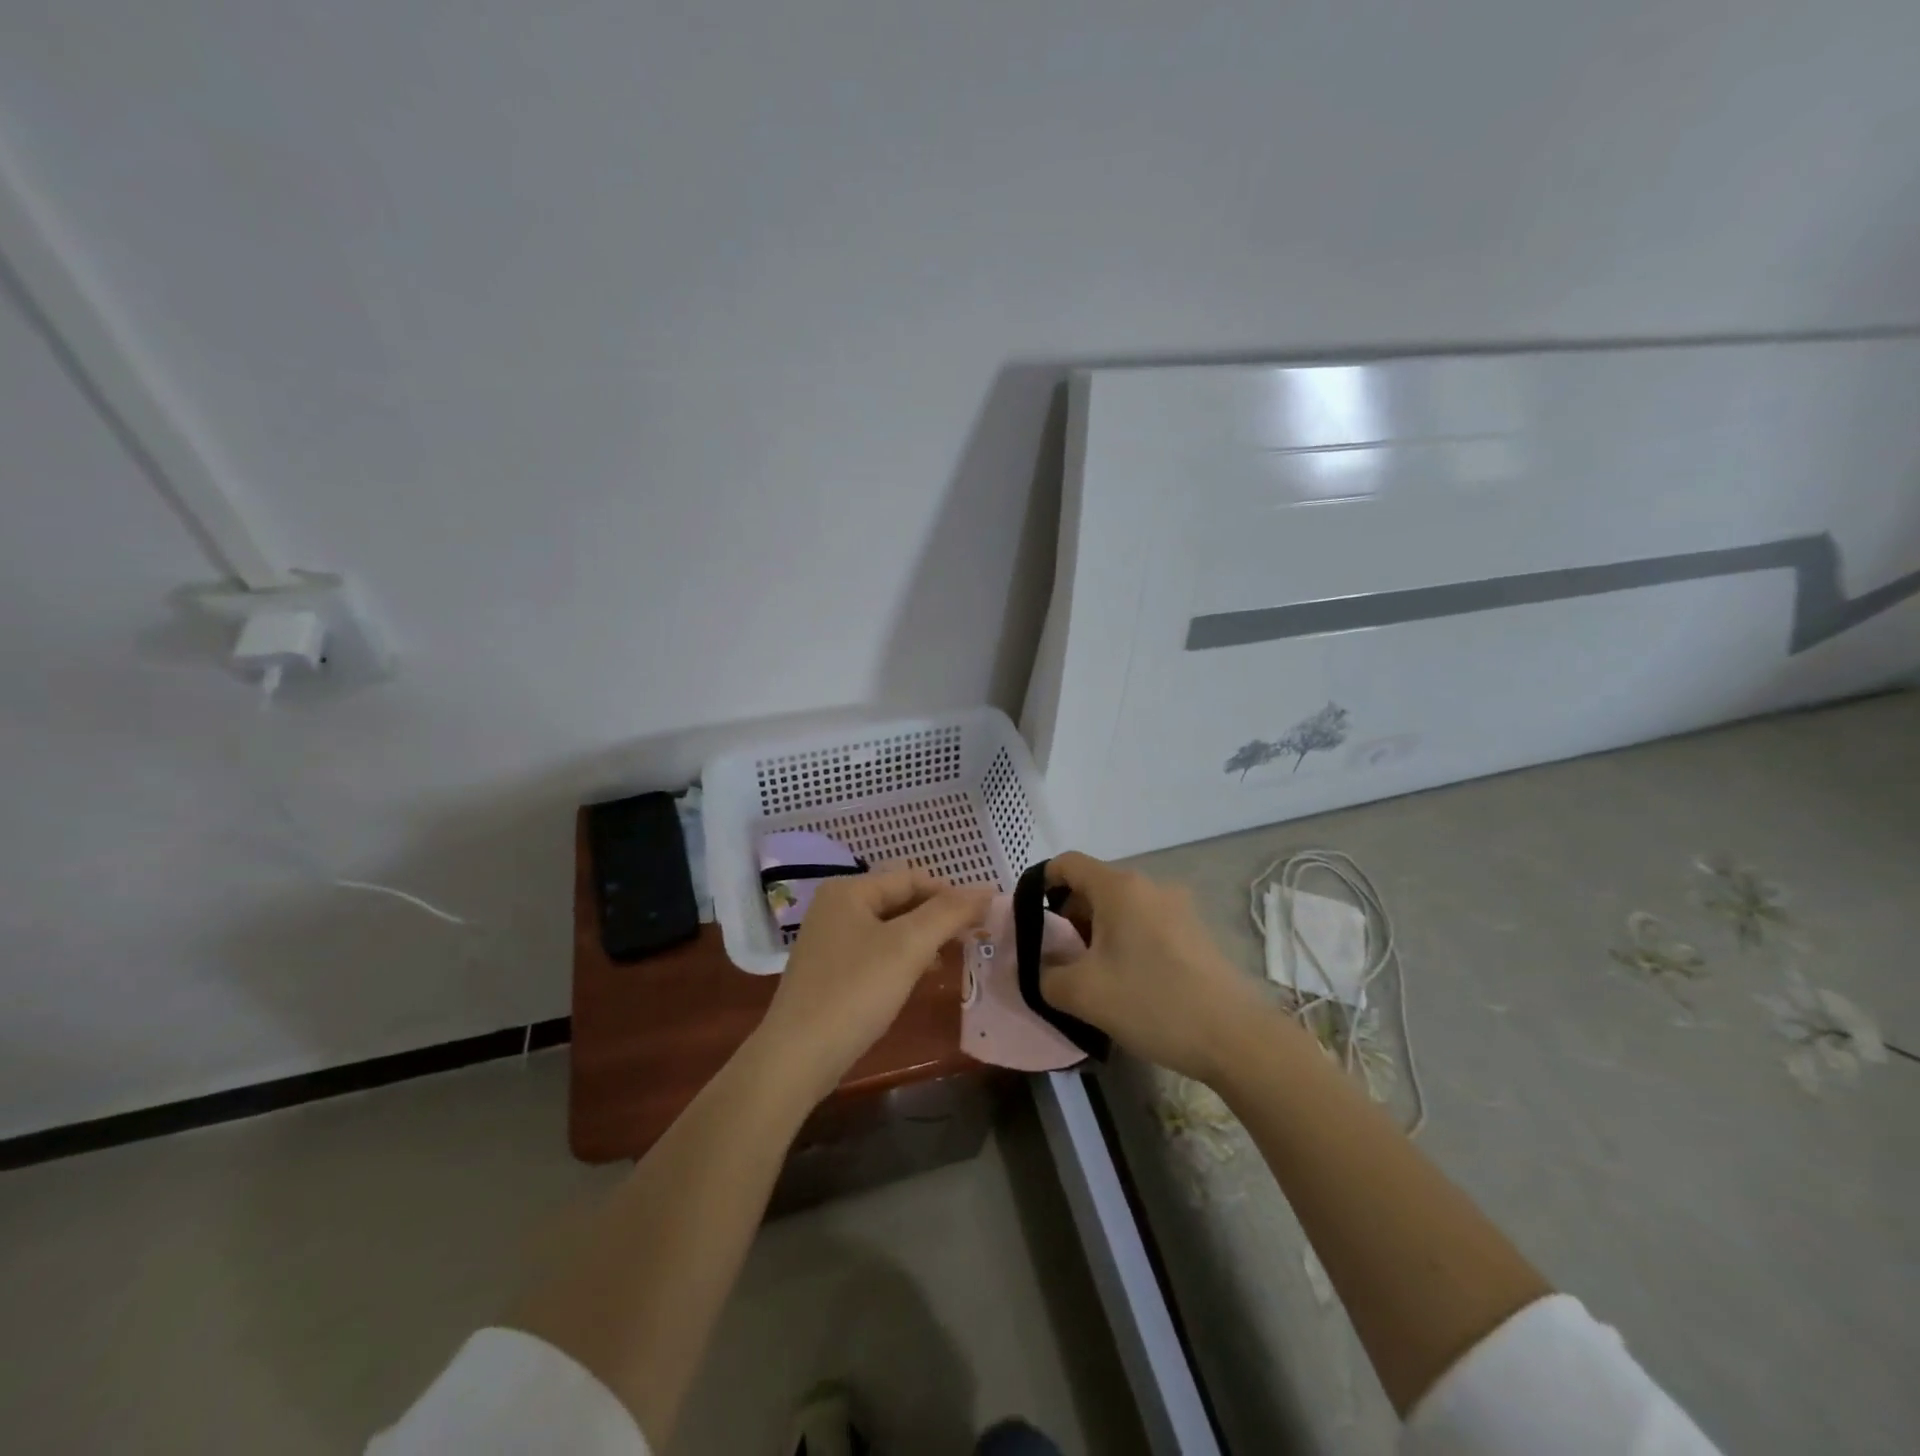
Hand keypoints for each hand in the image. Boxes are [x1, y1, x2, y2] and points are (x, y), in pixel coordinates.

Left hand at [755, 867, 991, 1098]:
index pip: (912, 878)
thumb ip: (949, 913)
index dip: (951, 893)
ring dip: (923, 937)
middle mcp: (836, 907)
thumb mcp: (908, 947)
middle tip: (974, 936)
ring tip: (954, 954)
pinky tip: (922, 974)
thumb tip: (986, 890)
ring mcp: (829, 940)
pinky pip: (876, 951)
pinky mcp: (830, 971)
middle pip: (900, 900)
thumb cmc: (855, 991)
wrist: (797, 1057)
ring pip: (890, 928)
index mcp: (849, 890)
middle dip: (938, 916)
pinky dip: (903, 957)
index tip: (985, 916)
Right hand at [1043, 851, 1276, 1084]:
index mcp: (1119, 887)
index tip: (1032, 923)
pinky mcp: (1196, 932)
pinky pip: (1147, 924)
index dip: (1041, 885)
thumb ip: (1046, 975)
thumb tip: (1042, 968)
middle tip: (1061, 960)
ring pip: (1122, 908)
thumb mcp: (1082, 994)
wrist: (1234, 1037)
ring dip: (1098, 934)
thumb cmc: (1152, 1003)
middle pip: (1094, 886)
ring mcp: (1178, 907)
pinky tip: (1130, 984)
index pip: (1067, 863)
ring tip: (1094, 977)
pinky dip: (1127, 943)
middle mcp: (1150, 885)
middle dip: (1069, 918)